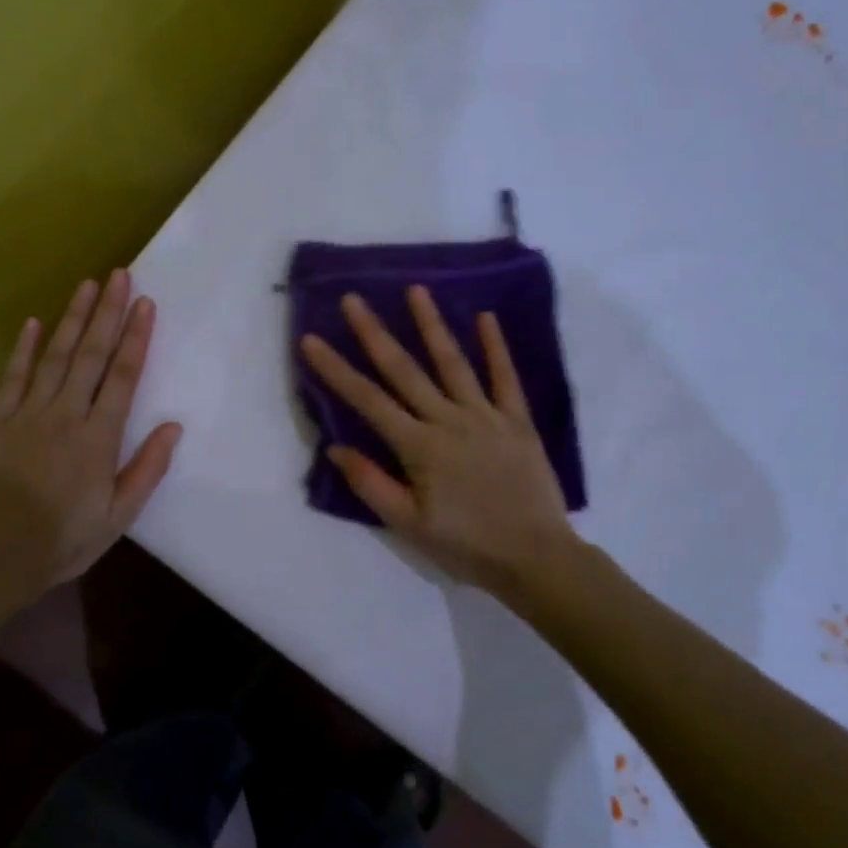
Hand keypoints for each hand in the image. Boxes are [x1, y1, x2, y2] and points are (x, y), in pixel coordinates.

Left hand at [0, 271, 181, 592]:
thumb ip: (147, 469)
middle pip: (91, 355)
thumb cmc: (65, 540)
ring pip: (55, 357)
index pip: (123, 376)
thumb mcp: (119, 515)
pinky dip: (24, 349)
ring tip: (87, 285)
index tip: (145, 304)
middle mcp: (65, 415)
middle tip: (119, 275)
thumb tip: (173, 426)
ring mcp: (27, 414)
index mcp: (99, 437)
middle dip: (108, 313)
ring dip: (73, 319)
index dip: (135, 337)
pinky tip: (35, 322)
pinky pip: (13, 377)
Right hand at [300, 286, 581, 596]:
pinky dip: (496, 347)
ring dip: (432, 325)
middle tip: (353, 299)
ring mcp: (486, 416)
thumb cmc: (466, 545)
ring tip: (416, 290)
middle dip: (374, 333)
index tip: (312, 340)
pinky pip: (505, 378)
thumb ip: (371, 484)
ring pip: (453, 363)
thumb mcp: (408, 525)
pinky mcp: (518, 421)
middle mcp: (449, 420)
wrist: (536, 558)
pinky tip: (485, 317)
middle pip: (404, 370)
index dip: (336, 369)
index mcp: (419, 447)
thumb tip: (336, 448)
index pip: (367, 400)